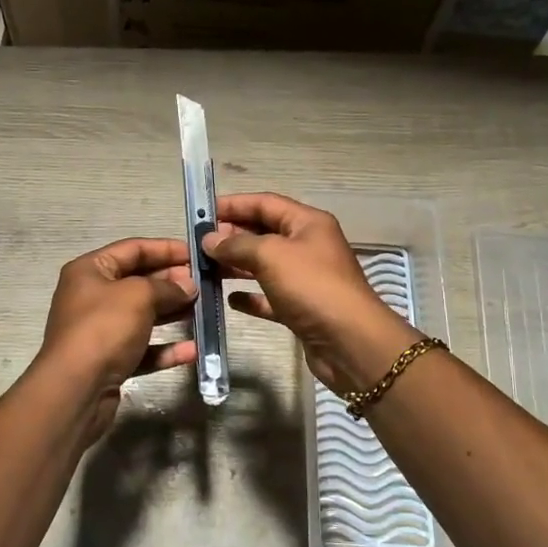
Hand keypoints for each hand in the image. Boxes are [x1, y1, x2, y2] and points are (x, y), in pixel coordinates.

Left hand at [33, 237, 197, 444]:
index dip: (165, 248)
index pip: (132, 249)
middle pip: (138, 282)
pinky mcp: (110, 361)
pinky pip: (142, 348)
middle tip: (204, 284)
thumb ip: (166, 286)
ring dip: (173, 313)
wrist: (75, 390)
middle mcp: (92, 297)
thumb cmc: (104, 328)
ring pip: (143, 316)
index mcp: (90, 270)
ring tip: (204, 310)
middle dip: (172, 282)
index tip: (197, 254)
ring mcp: (100, 331)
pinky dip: (165, 348)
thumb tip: (188, 286)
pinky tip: (192, 350)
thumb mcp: (138, 296)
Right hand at [204, 193, 416, 391]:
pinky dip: (250, 296)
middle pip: (264, 233)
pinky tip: (229, 300)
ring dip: (236, 265)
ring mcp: (306, 279)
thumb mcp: (271, 255)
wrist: (350, 343)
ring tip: (204, 269)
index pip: (265, 203)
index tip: (201, 212)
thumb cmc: (311, 287)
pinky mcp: (302, 309)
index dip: (233, 205)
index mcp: (307, 223)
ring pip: (264, 265)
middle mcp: (308, 246)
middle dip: (231, 236)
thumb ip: (237, 244)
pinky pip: (270, 297)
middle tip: (198, 244)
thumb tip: (210, 239)